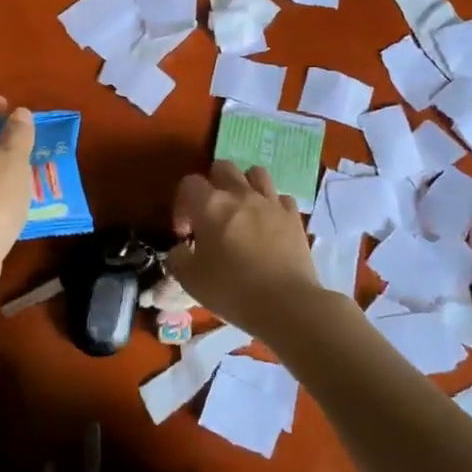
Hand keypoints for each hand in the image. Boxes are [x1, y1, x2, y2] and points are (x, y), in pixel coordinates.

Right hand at [167, 161, 322, 334]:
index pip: (189, 183)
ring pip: (255, 173)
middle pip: (223, 167)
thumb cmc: (232, 290)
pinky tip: (269, 225)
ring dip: (244, 186)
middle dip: (212, 185)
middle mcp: (240, 194)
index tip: (186, 233)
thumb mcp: (190, 280)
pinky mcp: (293, 216)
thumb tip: (181, 249)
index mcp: (210, 205)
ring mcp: (271, 202)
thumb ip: (177, 258)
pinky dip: (272, 206)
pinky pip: (280, 197)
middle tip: (211, 215)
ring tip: (242, 211)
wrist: (286, 304)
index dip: (182, 205)